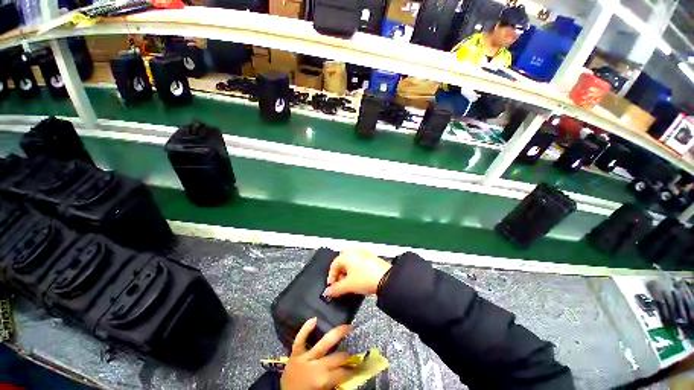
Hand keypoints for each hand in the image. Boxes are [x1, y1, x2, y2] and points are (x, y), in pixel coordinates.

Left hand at [280, 318, 352, 389]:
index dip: (352, 369)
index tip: (359, 365)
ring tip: (347, 327)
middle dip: (347, 354)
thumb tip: (347, 371)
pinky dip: (306, 329)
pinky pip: (300, 340)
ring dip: (337, 334)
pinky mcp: (295, 353)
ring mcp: (305, 358)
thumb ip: (334, 381)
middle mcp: (316, 367)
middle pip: (336, 358)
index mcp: (323, 381)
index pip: (342, 373)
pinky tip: (314, 319)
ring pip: (323, 344)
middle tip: (354, 349)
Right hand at [325, 249, 390, 297]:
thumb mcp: (348, 285)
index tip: (332, 288)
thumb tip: (327, 292)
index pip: (333, 265)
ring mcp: (363, 253)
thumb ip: (335, 289)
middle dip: (339, 276)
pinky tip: (359, 280)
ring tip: (350, 286)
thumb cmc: (365, 279)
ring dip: (347, 275)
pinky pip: (359, 263)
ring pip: (351, 264)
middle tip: (340, 288)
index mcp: (346, 254)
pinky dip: (356, 271)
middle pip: (342, 264)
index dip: (331, 278)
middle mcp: (354, 250)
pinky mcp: (371, 257)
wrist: (387, 278)